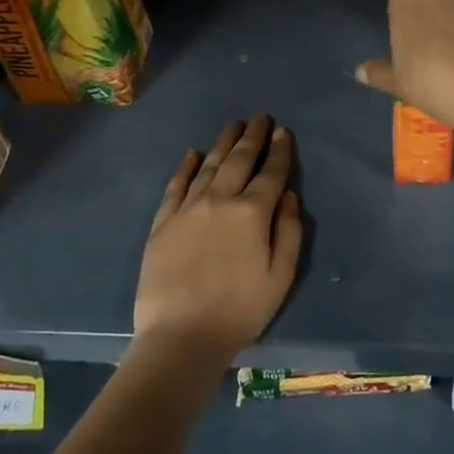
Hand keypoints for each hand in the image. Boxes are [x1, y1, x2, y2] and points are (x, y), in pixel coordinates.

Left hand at [133, 116, 302, 364]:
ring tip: (233, 125)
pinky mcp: (163, 223)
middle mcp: (220, 200)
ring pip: (209, 166)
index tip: (283, 132)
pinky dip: (186, 167)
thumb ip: (289, 232)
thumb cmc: (240, 310)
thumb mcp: (281, 276)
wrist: (181, 336)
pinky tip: (192, 154)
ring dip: (223, 143)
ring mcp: (188, 209)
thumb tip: (288, 197)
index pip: (271, 173)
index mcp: (253, 213)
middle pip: (239, 160)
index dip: (279, 151)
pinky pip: (176, 186)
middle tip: (260, 117)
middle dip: (252, 137)